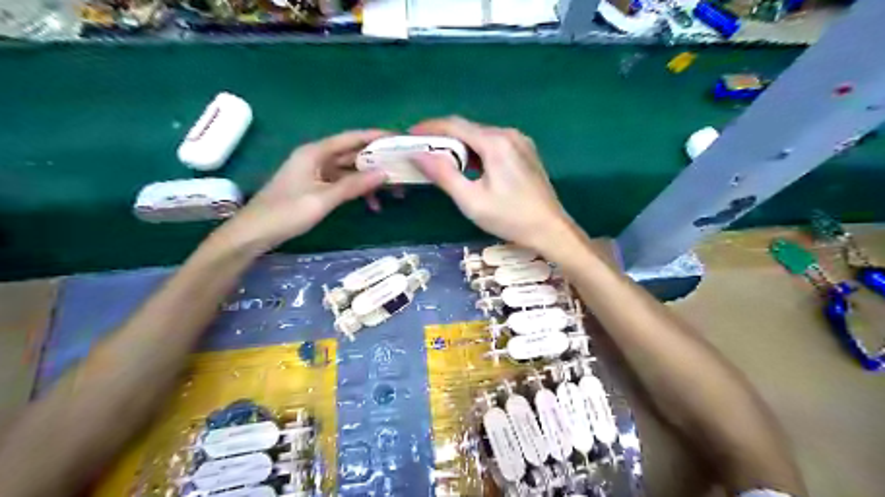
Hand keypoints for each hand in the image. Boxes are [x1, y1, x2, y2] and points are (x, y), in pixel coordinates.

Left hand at [221, 128, 386, 249]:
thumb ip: (354, 185)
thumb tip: (385, 173)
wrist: (254, 233)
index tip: (398, 138)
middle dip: (377, 162)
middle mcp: (317, 158)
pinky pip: (343, 184)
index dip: (375, 136)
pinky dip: (357, 191)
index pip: (351, 138)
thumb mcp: (323, 199)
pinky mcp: (316, 187)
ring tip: (393, 192)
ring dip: (370, 180)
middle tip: (402, 169)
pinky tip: (373, 205)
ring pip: (350, 171)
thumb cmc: (286, 212)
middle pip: (352, 154)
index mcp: (315, 153)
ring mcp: (316, 173)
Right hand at [412, 116, 577, 255]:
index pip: (454, 125)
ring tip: (440, 161)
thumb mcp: (471, 200)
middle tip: (421, 152)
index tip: (409, 136)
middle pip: (468, 129)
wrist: (551, 230)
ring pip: (481, 137)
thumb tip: (418, 154)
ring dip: (459, 146)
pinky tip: (468, 167)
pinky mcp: (526, 153)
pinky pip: (494, 145)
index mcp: (495, 142)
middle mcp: (509, 134)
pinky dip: (476, 152)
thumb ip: (444, 175)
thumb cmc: (510, 218)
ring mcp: (520, 142)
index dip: (429, 128)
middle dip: (442, 138)